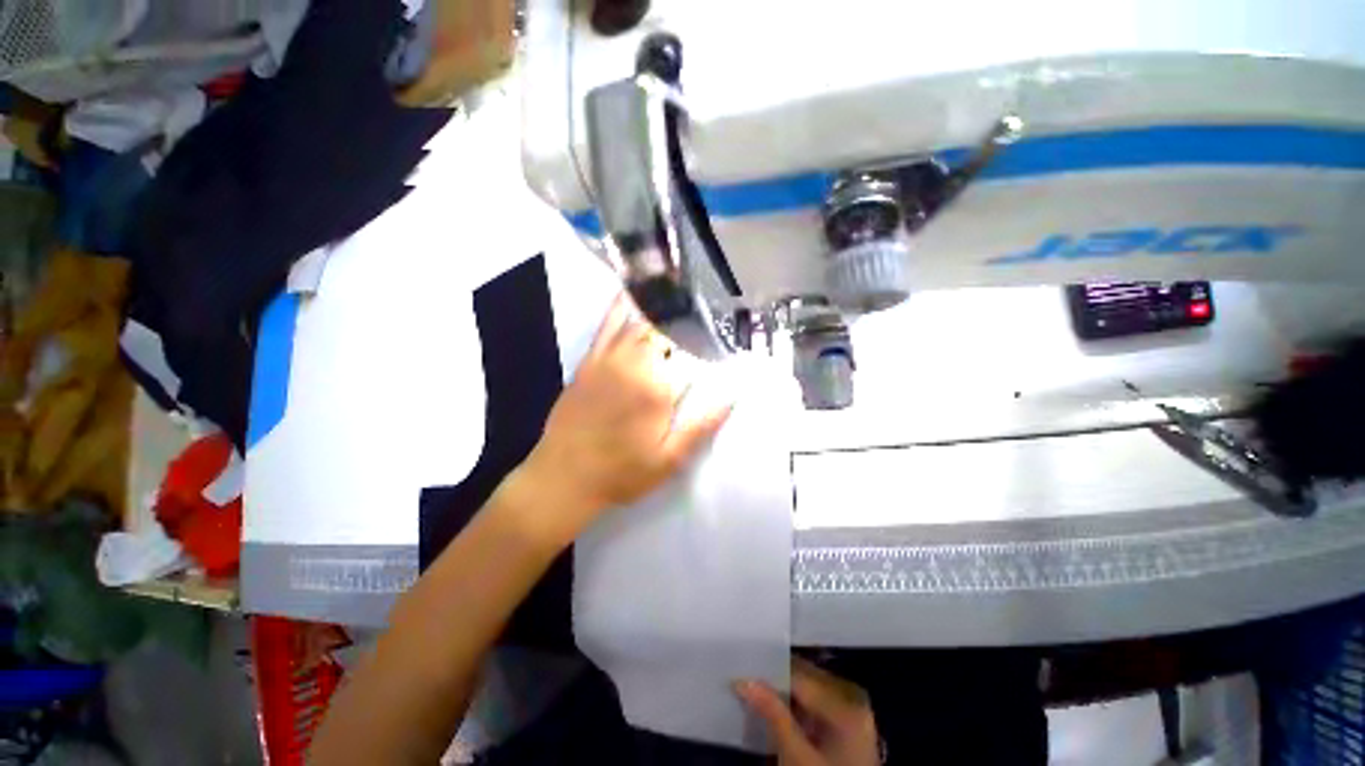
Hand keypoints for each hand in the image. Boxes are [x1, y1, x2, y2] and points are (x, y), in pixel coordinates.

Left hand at [517, 292, 731, 539]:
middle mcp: (629, 362)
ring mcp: (604, 359)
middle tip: (699, 301)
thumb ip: (702, 425)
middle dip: (680, 311)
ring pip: (633, 318)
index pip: (682, 341)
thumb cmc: (620, 472)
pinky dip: (619, 307)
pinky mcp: (587, 362)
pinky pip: (605, 326)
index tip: (716, 319)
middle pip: (659, 324)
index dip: (700, 327)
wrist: (562, 478)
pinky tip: (629, 293)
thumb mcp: (669, 459)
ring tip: (672, 284)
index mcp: (653, 385)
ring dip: (654, 302)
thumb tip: (734, 393)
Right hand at [736, 657, 880, 765]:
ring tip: (756, 691)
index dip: (768, 673)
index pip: (799, 675)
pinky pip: (817, 700)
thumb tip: (742, 680)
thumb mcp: (796, 757)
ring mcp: (853, 708)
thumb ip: (772, 715)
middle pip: (805, 677)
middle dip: (776, 679)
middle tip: (745, 679)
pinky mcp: (848, 721)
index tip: (741, 670)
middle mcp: (853, 696)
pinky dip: (796, 703)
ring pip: (809, 687)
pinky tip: (777, 709)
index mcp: (847, 703)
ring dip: (784, 690)